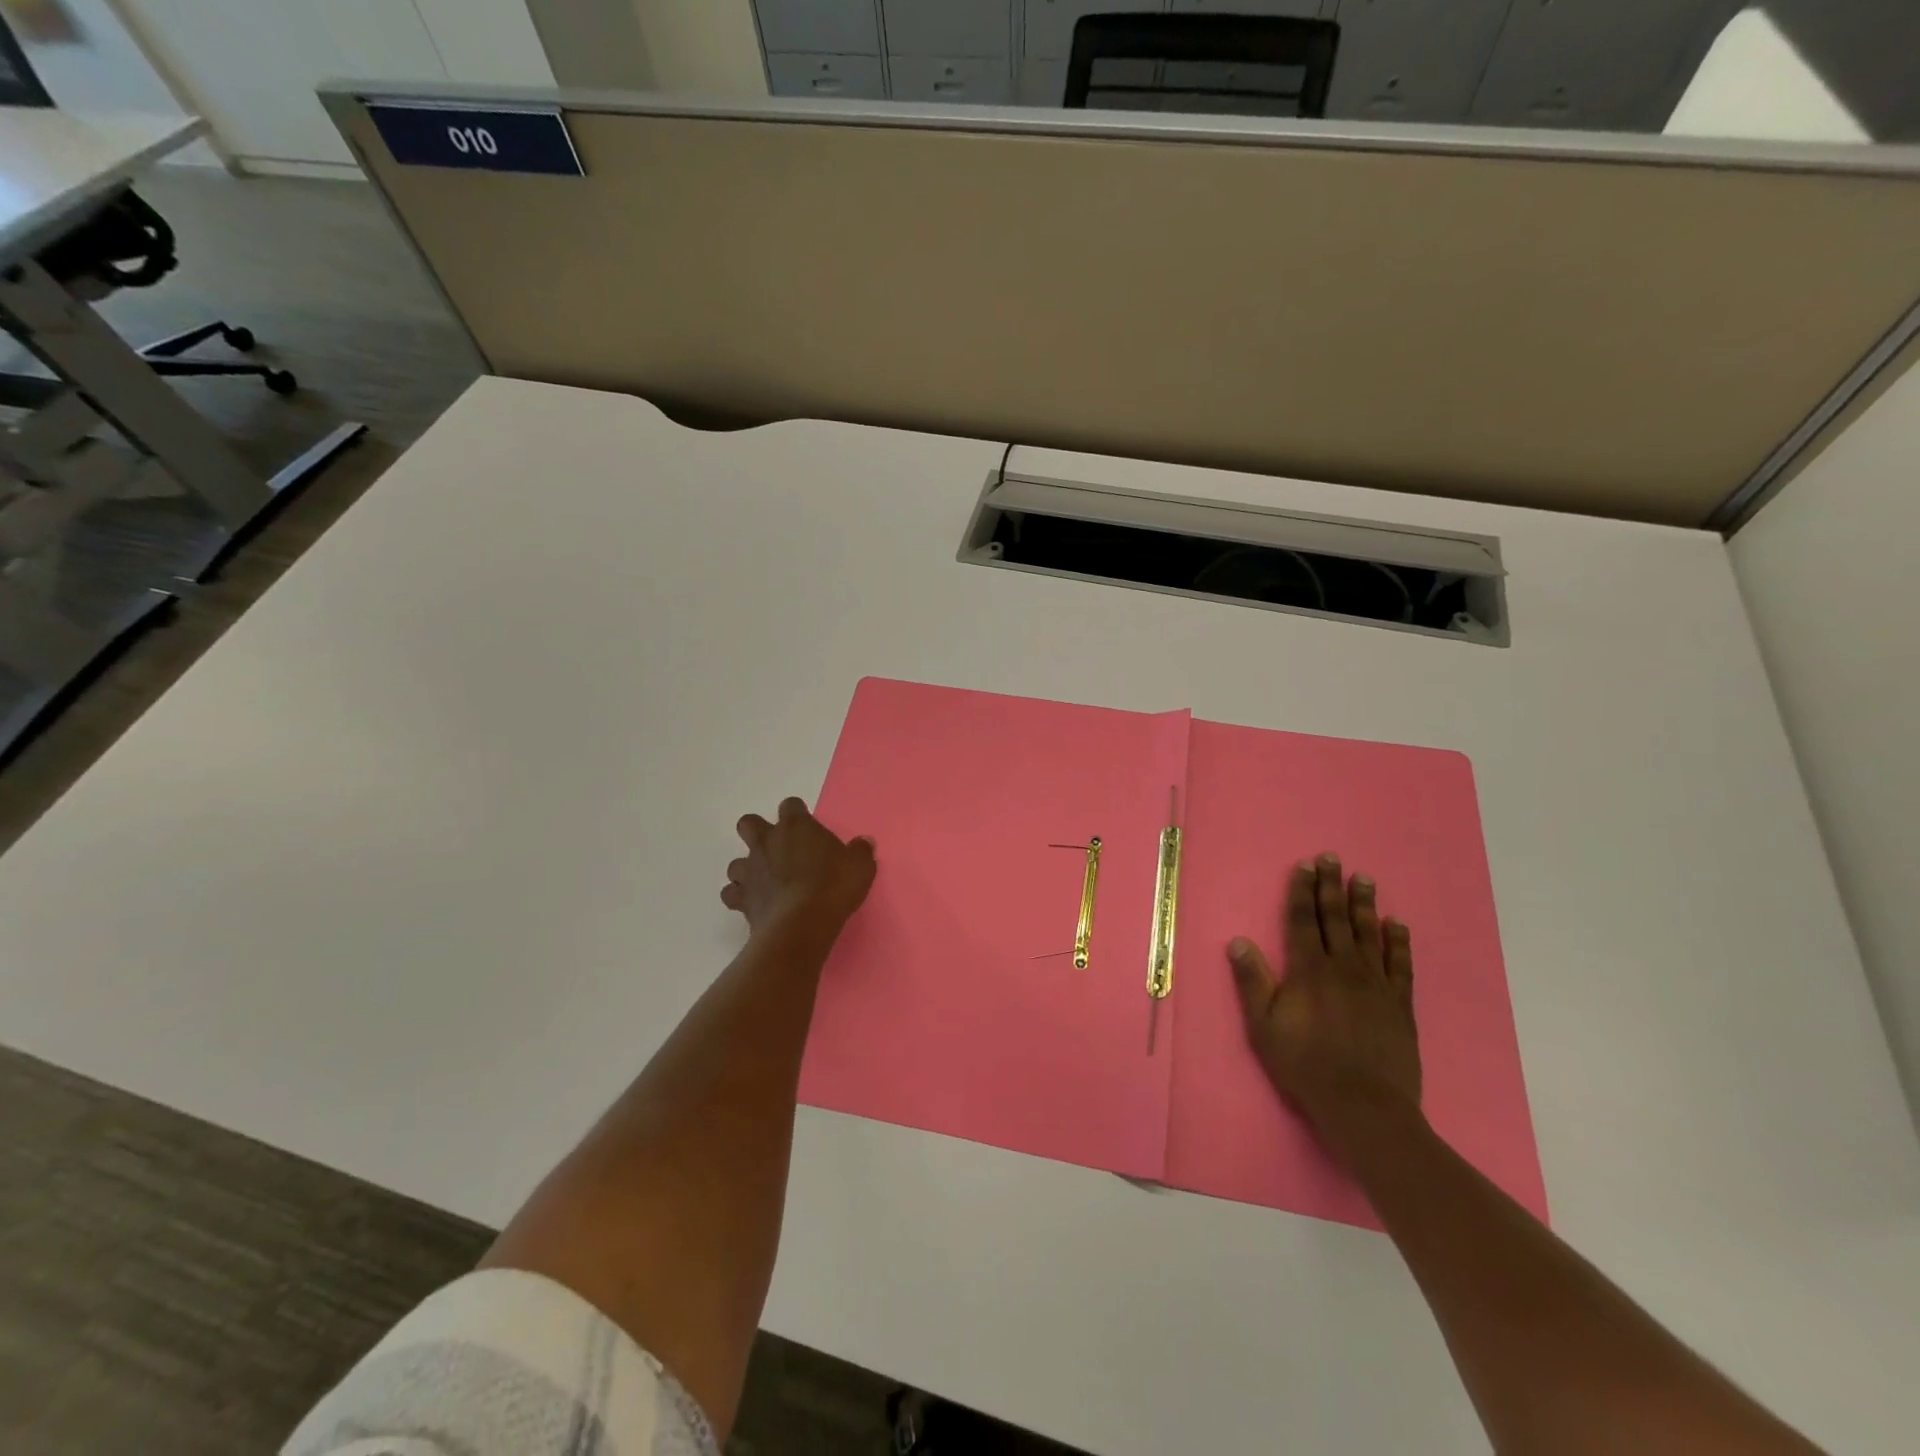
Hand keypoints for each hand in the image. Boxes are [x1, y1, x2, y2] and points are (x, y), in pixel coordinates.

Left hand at [721, 797, 875, 935]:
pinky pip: (731, 894)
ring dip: (748, 869)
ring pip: (736, 862)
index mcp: (796, 826)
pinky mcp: (741, 899)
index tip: (808, 829)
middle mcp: (767, 842)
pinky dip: (739, 897)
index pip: (791, 806)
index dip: (798, 814)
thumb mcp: (860, 866)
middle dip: (758, 831)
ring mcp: (750, 870)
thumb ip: (860, 851)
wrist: (802, 924)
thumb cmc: (833, 886)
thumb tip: (864, 842)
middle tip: (777, 848)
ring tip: (765, 881)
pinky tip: (754, 904)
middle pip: (749, 823)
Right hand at [1228, 854, 1421, 1152]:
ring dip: (1364, 904)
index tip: (1305, 866)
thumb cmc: (1304, 1065)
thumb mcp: (1263, 1026)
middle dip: (1331, 887)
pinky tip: (1397, 924)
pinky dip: (1398, 942)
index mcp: (1308, 971)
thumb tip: (1238, 941)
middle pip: (1336, 919)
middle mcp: (1343, 968)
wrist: (1364, 1107)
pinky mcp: (1399, 1005)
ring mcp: (1375, 985)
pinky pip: (1400, 964)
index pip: (1304, 921)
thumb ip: (1252, 981)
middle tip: (1333, 858)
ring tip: (1364, 878)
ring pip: (1369, 934)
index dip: (1302, 892)